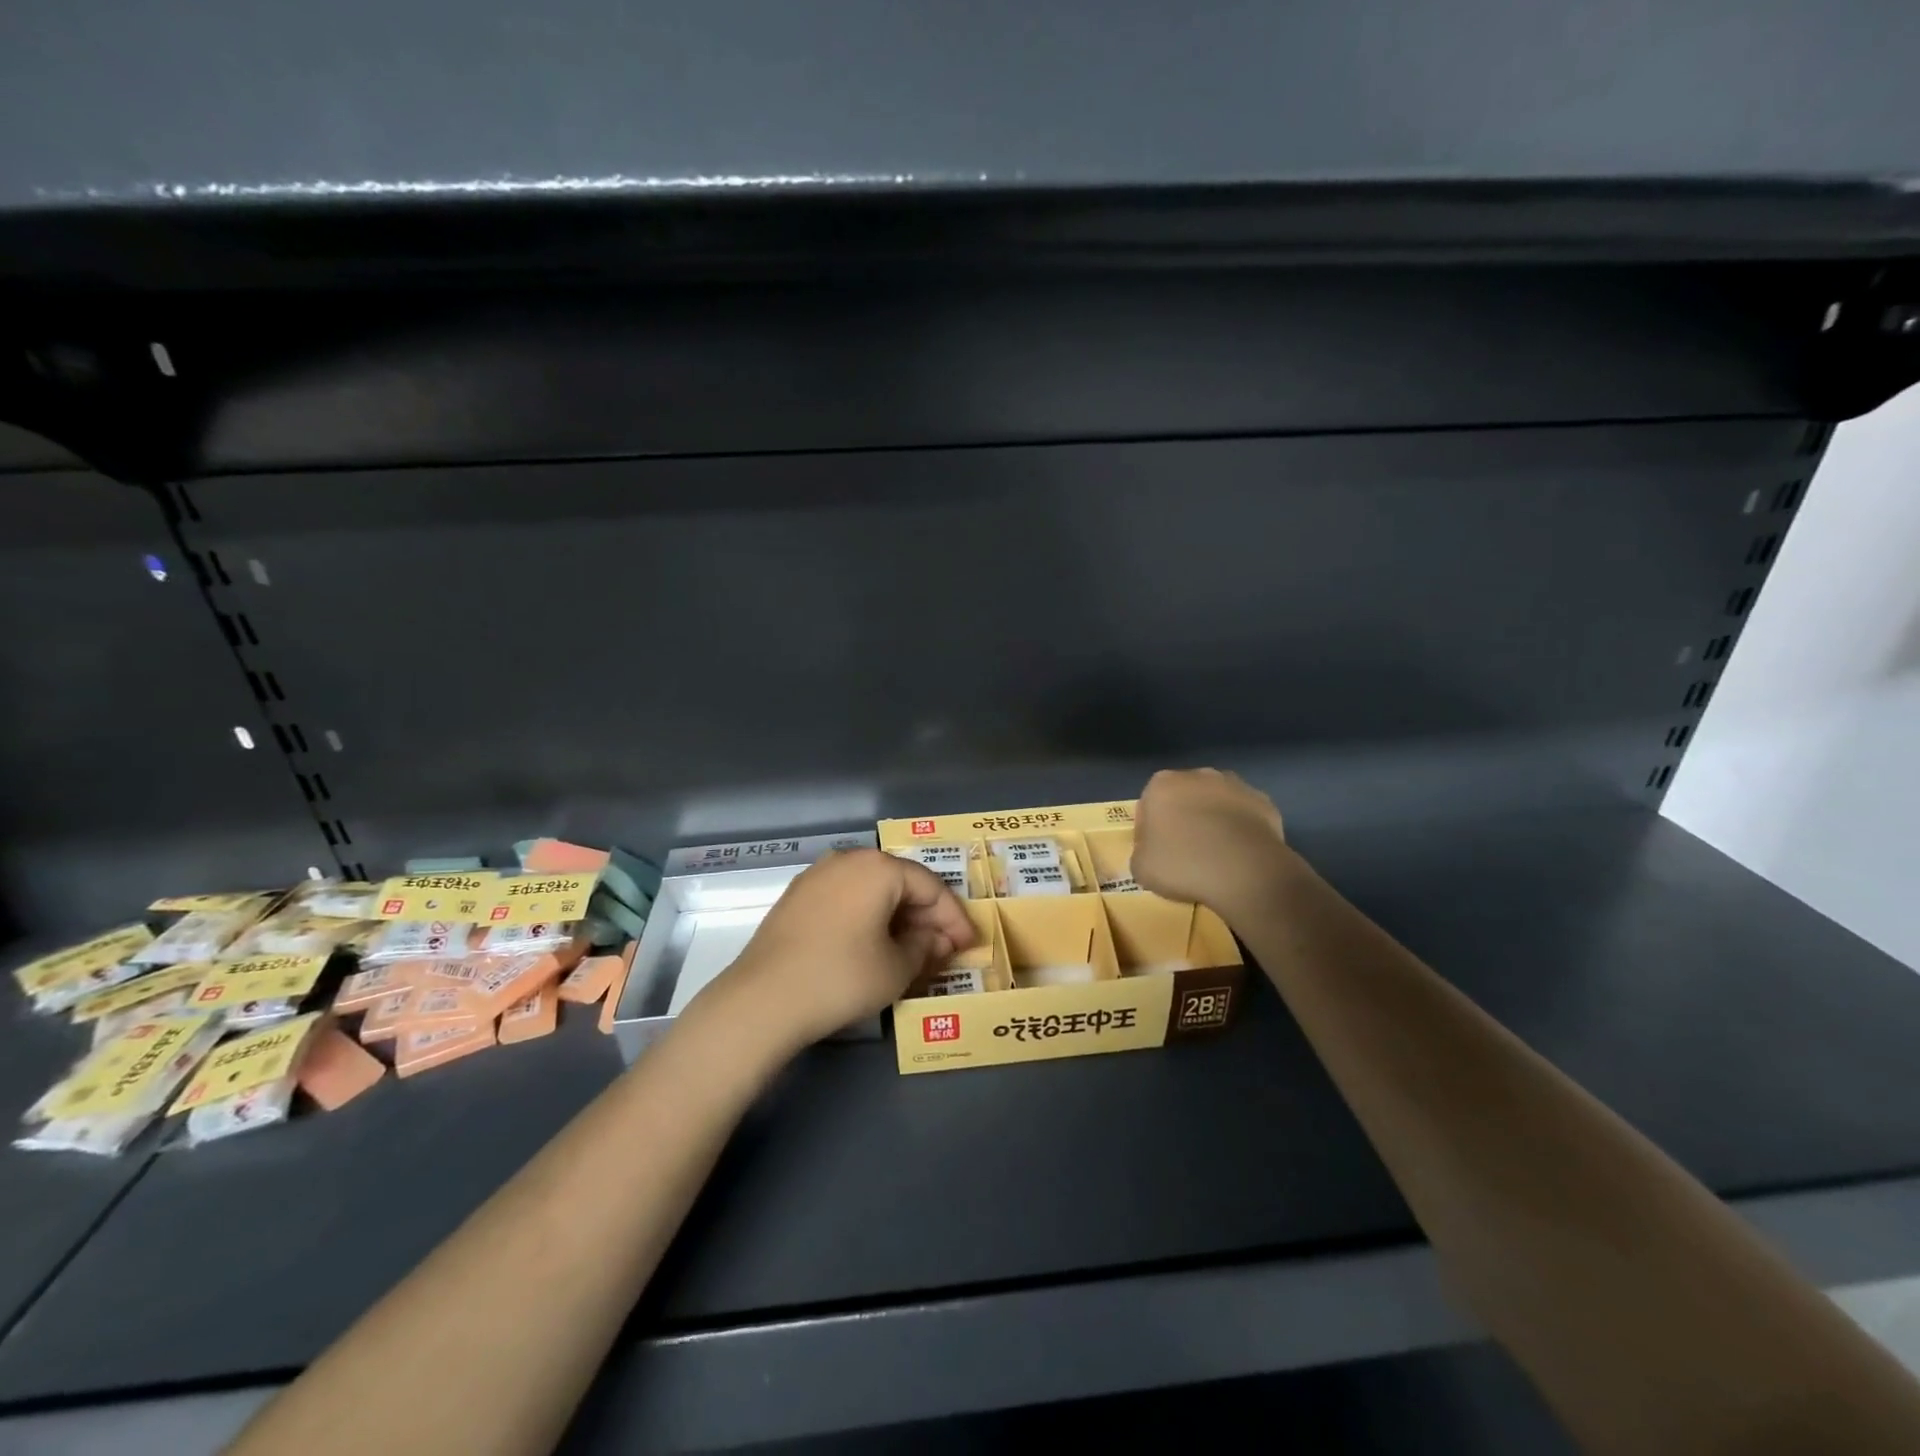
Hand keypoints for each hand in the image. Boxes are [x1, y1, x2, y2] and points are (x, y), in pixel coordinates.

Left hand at [716, 849, 976, 1050]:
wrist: (762, 1000)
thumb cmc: (842, 978)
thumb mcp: (896, 968)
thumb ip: (925, 947)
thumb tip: (934, 940)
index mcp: (878, 867)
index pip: (930, 887)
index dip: (955, 918)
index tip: (970, 946)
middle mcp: (847, 859)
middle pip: (900, 884)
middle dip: (926, 917)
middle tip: (944, 950)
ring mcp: (817, 876)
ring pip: (872, 891)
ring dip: (897, 918)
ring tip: (912, 951)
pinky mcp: (797, 898)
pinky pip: (846, 900)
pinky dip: (868, 919)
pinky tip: (874, 946)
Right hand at [1132, 768, 1289, 917]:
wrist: (1245, 871)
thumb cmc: (1183, 865)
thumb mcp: (1141, 868)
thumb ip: (1141, 853)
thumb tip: (1152, 853)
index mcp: (1162, 784)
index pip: (1148, 805)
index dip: (1149, 831)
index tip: (1156, 854)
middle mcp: (1198, 775)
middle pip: (1184, 798)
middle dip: (1183, 819)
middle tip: (1185, 853)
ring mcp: (1235, 785)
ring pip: (1216, 803)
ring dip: (1213, 821)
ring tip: (1216, 855)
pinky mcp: (1264, 801)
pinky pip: (1244, 816)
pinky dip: (1240, 830)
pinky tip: (1240, 854)